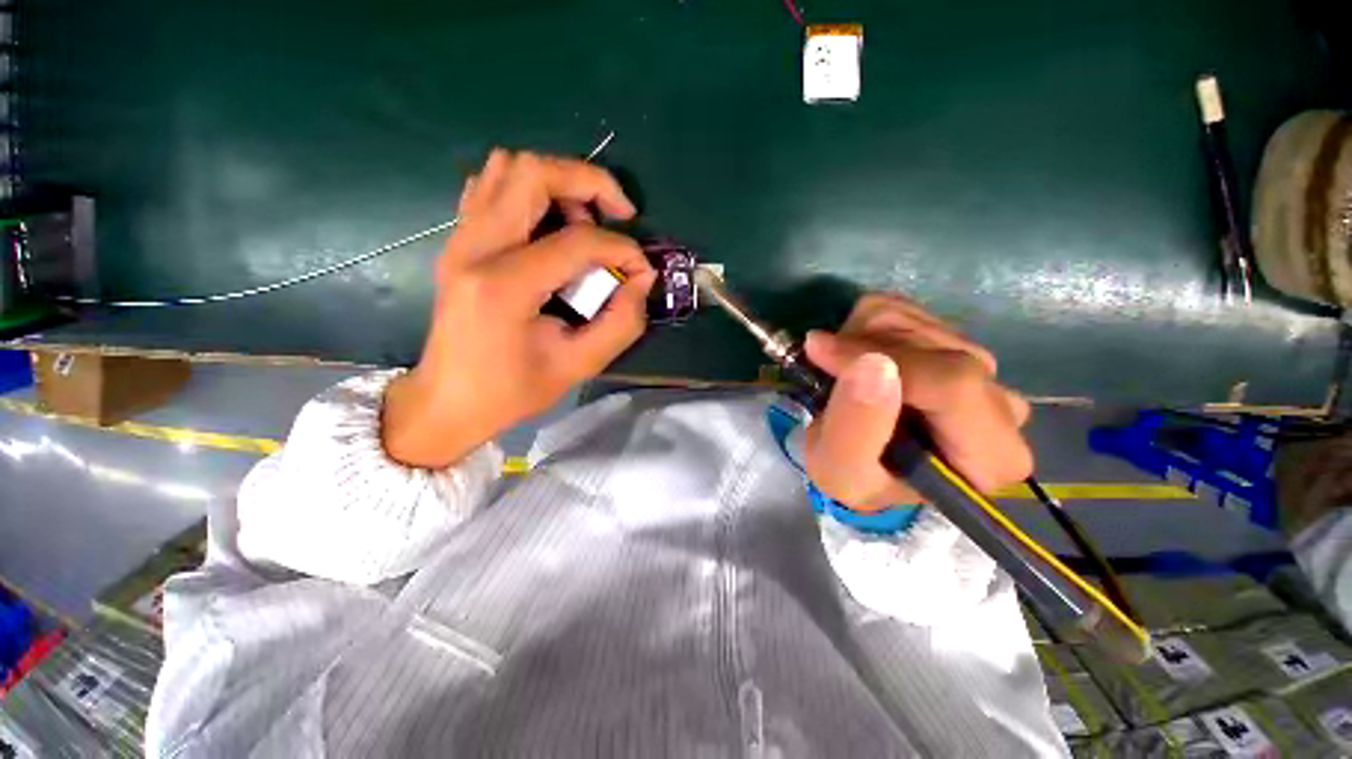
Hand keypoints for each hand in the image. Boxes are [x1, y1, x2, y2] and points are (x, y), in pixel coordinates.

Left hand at [383, 149, 655, 467]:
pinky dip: (528, 192)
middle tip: (618, 215)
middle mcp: (475, 247)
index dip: (622, 248)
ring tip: (583, 223)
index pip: (577, 240)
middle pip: (533, 172)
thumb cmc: (512, 390)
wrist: (447, 400)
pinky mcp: (458, 241)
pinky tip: (548, 226)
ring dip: (558, 184)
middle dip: (589, 182)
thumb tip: (642, 278)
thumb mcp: (578, 365)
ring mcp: (460, 238)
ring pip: (508, 168)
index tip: (641, 270)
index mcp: (504, 286)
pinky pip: (490, 187)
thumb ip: (621, 322)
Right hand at [801, 294, 1032, 512]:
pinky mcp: (952, 340)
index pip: (953, 384)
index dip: (884, 360)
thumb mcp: (840, 472)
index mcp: (991, 456)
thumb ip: (854, 430)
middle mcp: (1002, 405)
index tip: (821, 354)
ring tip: (842, 375)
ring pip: (913, 320)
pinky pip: (901, 308)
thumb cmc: (857, 476)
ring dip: (858, 339)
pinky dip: (862, 326)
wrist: (864, 461)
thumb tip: (872, 364)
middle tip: (827, 375)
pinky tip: (856, 358)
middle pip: (933, 345)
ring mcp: (981, 366)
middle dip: (863, 351)